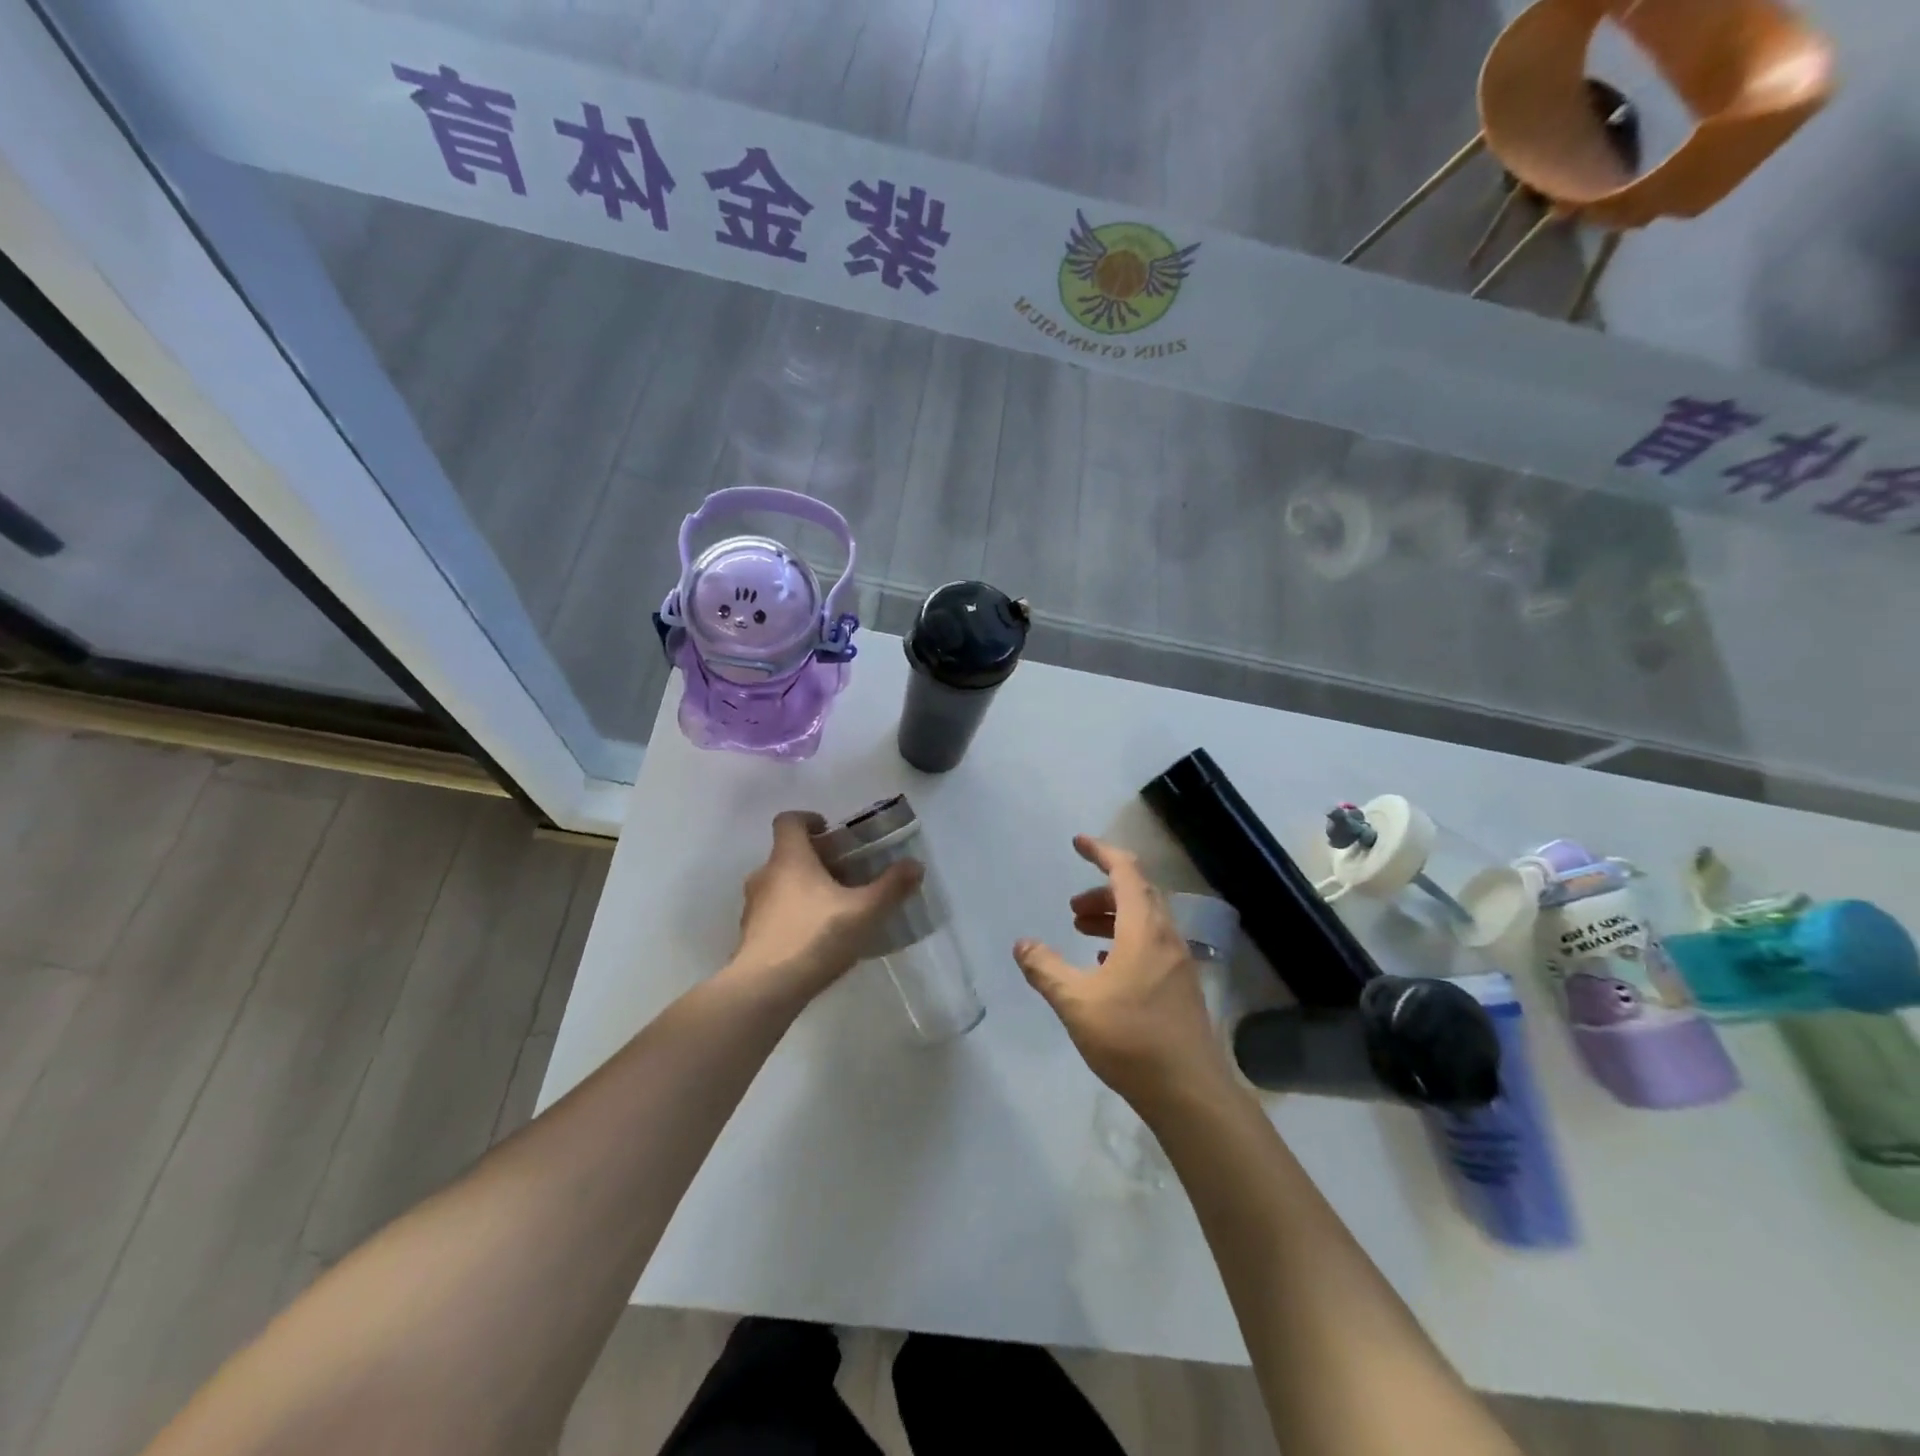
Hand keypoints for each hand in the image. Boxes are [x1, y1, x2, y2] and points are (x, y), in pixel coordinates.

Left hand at [728, 810, 922, 1006]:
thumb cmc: (815, 937)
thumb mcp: (864, 911)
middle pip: (788, 854)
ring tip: (834, 908)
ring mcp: (753, 907)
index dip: (808, 819)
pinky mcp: (750, 936)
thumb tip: (915, 865)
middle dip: (816, 860)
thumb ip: (891, 887)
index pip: (789, 821)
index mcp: (789, 858)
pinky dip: (793, 916)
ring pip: (780, 885)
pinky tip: (816, 938)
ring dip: (803, 889)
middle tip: (846, 874)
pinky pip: (774, 914)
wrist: (765, 989)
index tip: (830, 831)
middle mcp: (765, 875)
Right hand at [1013, 836, 1231, 1108]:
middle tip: (1072, 908)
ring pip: (1144, 920)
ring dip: (1113, 916)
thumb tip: (1022, 943)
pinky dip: (1125, 940)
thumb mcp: (1075, 1001)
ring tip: (1081, 932)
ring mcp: (1177, 962)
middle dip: (1102, 890)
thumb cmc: (1130, 1038)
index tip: (1077, 843)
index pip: (1125, 871)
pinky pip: (1151, 944)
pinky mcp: (1180, 986)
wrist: (1189, 1091)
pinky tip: (1105, 967)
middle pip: (1137, 893)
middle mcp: (1166, 936)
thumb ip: (1045, 968)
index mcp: (1144, 928)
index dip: (1101, 852)